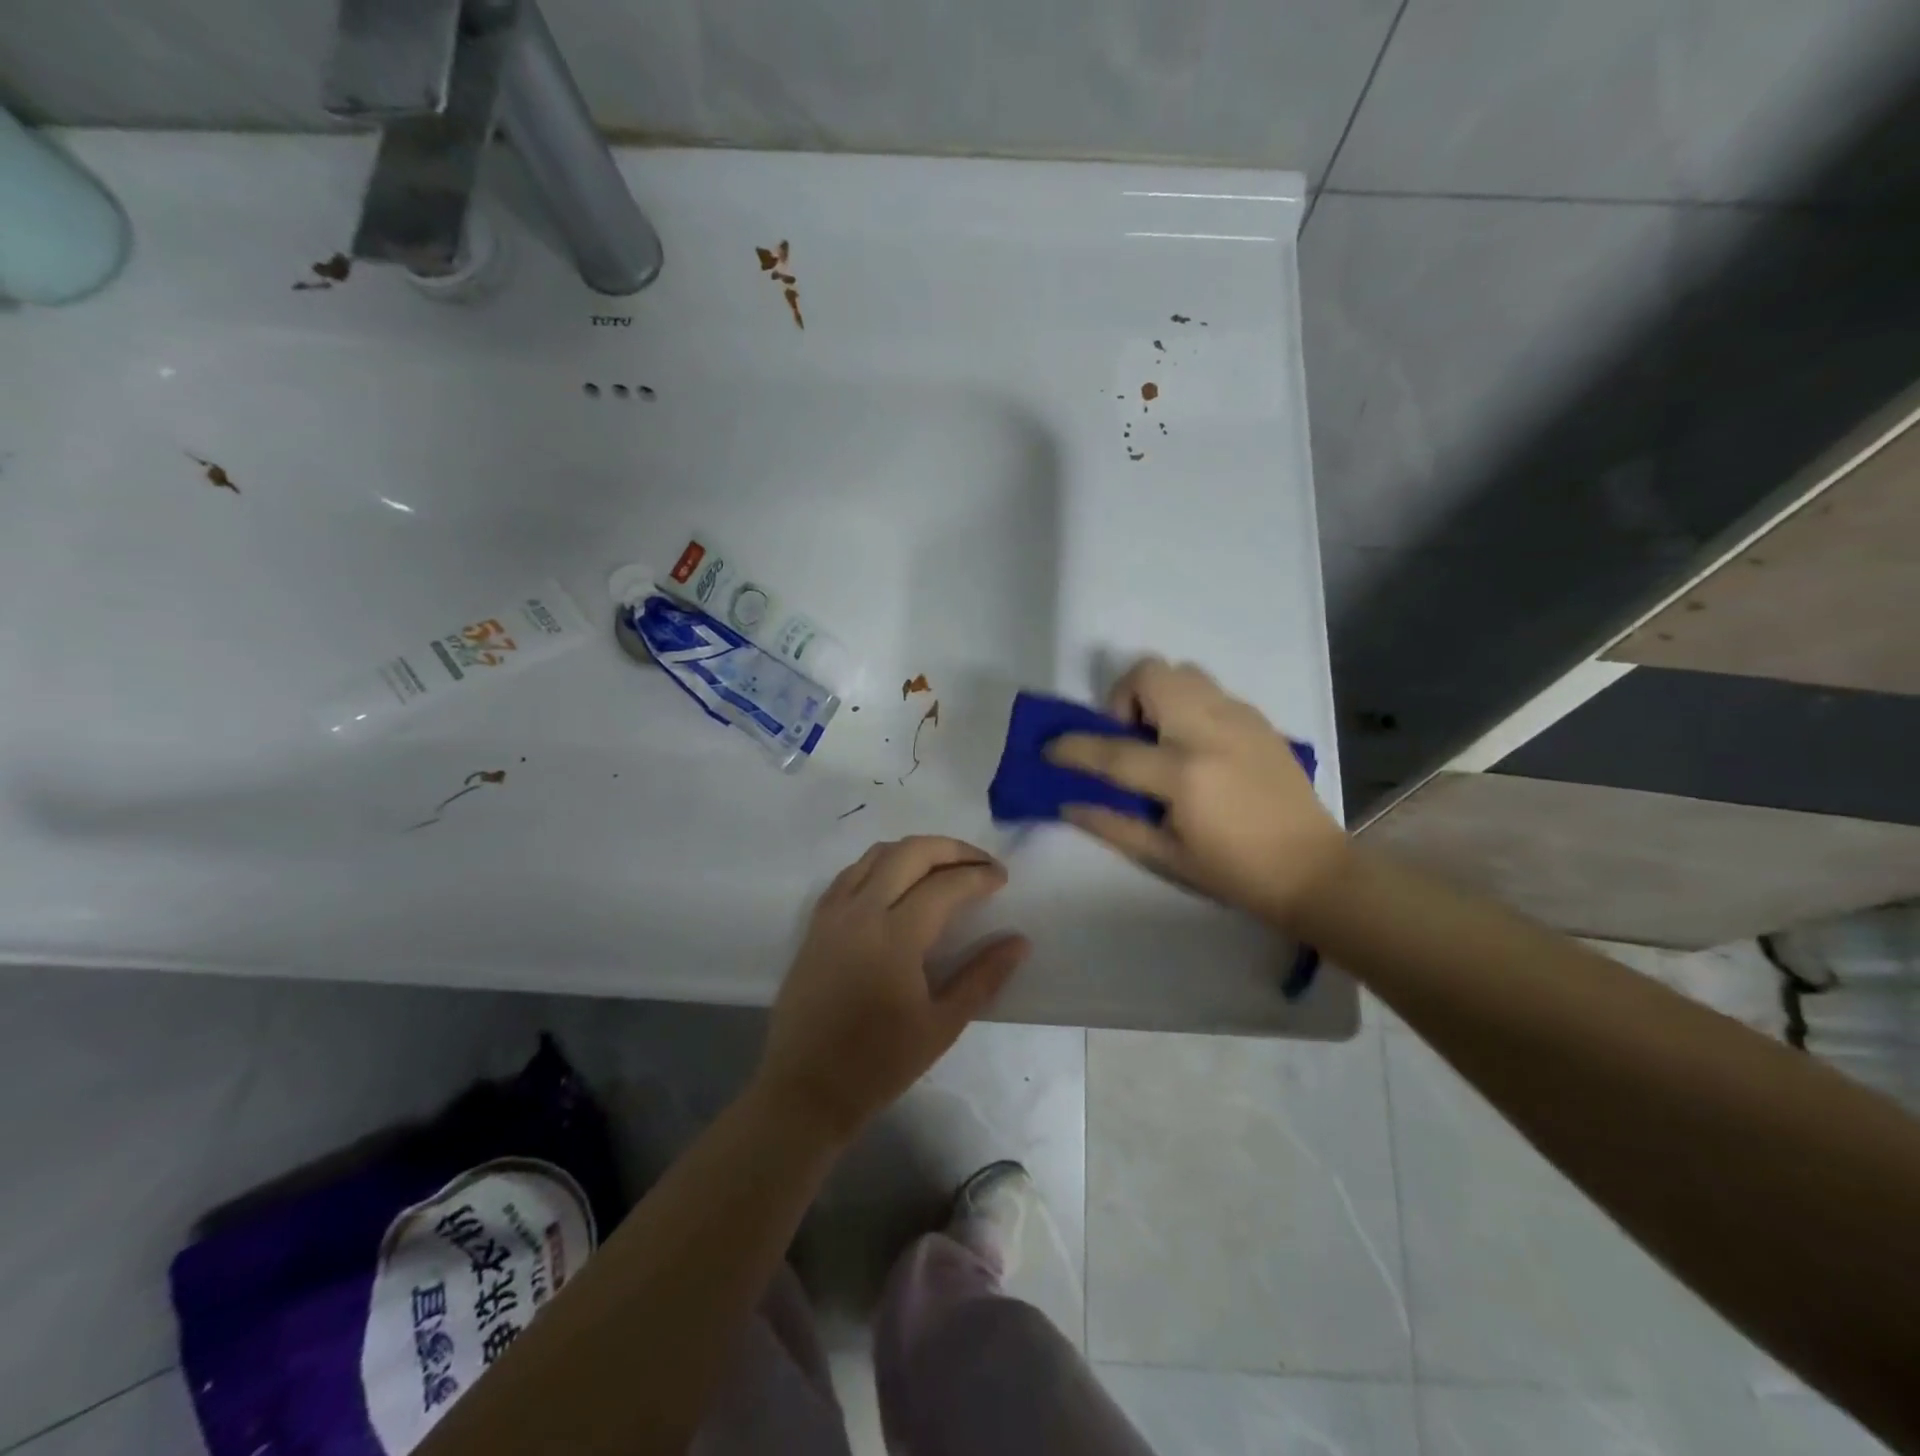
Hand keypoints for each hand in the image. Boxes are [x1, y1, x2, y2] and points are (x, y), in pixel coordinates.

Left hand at [755, 836, 1030, 1141]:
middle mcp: (861, 911)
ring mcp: (833, 913)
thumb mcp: (942, 1026)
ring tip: (944, 868)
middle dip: (952, 849)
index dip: (979, 876)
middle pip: (910, 853)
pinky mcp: (816, 923)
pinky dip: (881, 864)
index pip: (945, 885)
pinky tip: (897, 883)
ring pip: (877, 854)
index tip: (1001, 879)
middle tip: (980, 864)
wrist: (806, 1089)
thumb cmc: (879, 1064)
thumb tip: (1018, 941)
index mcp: (895, 937)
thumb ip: (983, 977)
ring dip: (916, 851)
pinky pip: (851, 873)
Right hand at [1048, 658, 1348, 930]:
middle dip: (1124, 698)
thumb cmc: (1234, 873)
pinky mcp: (1259, 720)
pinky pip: (1210, 690)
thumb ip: (1111, 824)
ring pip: (1183, 672)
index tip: (1051, 749)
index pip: (1112, 750)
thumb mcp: (1165, 857)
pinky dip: (1188, 705)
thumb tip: (1067, 802)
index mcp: (1184, 774)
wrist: (1314, 870)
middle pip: (1152, 674)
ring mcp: (1240, 719)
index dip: (1072, 748)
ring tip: (1161, 738)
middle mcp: (1210, 732)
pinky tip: (1196, 746)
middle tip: (1128, 738)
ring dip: (1157, 695)